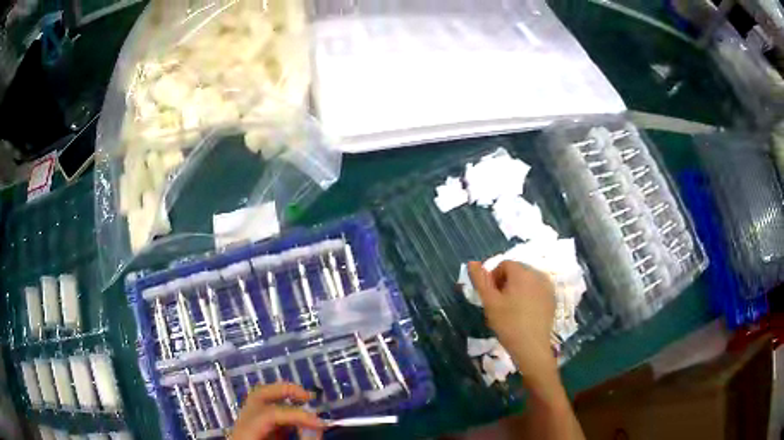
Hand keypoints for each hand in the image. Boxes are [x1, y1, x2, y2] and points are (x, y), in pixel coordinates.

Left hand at [231, 383, 324, 439]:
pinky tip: (300, 425)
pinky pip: (270, 418)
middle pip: (258, 396)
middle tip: (308, 397)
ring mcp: (247, 428)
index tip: (321, 423)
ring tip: (308, 410)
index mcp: (244, 435)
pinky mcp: (255, 434)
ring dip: (286, 402)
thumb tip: (317, 428)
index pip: (269, 413)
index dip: (296, 414)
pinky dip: (286, 417)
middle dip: (284, 391)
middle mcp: (242, 426)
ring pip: (263, 403)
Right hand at [468, 261, 556, 382]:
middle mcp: (538, 274)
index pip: (504, 265)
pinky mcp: (552, 298)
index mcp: (522, 272)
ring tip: (512, 309)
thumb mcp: (490, 302)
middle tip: (500, 304)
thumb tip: (472, 262)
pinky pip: (538, 290)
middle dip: (506, 283)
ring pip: (528, 281)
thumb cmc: (508, 323)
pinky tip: (525, 313)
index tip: (491, 296)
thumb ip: (480, 280)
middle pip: (517, 271)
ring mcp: (548, 286)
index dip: (494, 278)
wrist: (531, 346)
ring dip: (518, 289)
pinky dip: (530, 296)